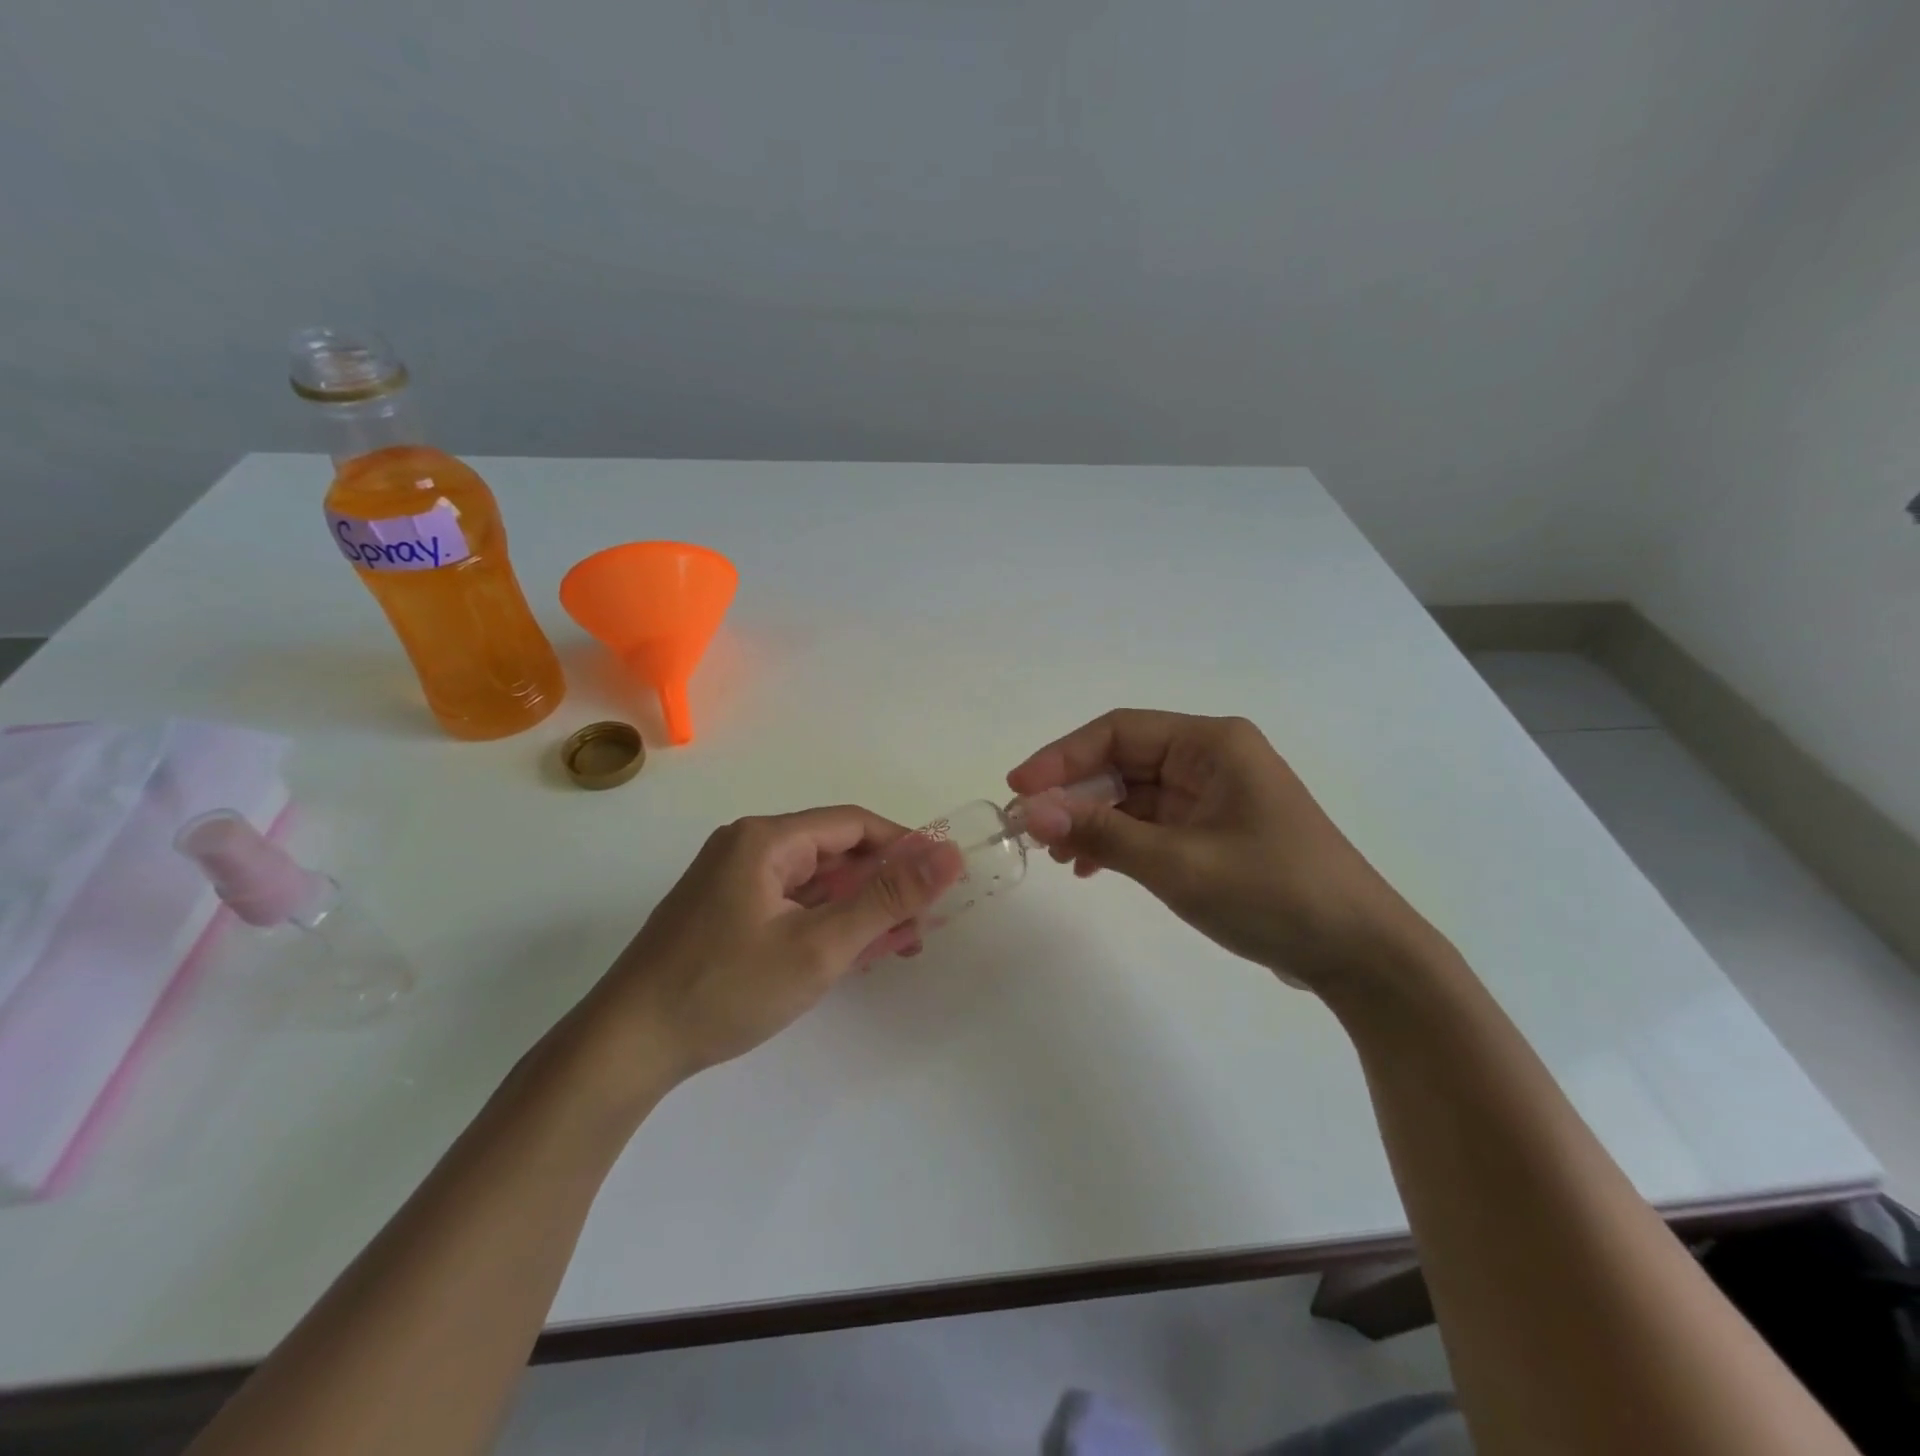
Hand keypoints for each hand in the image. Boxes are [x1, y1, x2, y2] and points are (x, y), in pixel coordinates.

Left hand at [578, 807, 963, 1087]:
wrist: (625, 1047)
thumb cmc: (726, 989)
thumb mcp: (819, 946)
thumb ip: (887, 899)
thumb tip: (949, 856)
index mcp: (766, 839)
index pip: (854, 824)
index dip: (904, 845)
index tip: (942, 878)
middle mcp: (747, 847)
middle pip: (834, 852)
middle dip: (883, 885)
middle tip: (921, 924)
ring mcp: (731, 881)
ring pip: (814, 882)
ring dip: (857, 908)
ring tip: (895, 944)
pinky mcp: (723, 912)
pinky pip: (790, 904)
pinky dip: (824, 923)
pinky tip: (849, 953)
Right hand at [1008, 710, 1442, 990]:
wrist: (1360, 955)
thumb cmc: (1274, 894)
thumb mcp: (1180, 864)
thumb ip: (1102, 834)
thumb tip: (1030, 813)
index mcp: (1212, 744)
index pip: (1117, 732)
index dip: (1061, 757)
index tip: (1018, 790)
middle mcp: (1210, 759)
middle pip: (1121, 762)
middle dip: (1073, 794)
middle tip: (1027, 828)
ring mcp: (1212, 796)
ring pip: (1131, 795)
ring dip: (1091, 820)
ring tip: (1056, 855)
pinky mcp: (1213, 830)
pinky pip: (1150, 823)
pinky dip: (1117, 841)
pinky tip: (1090, 867)